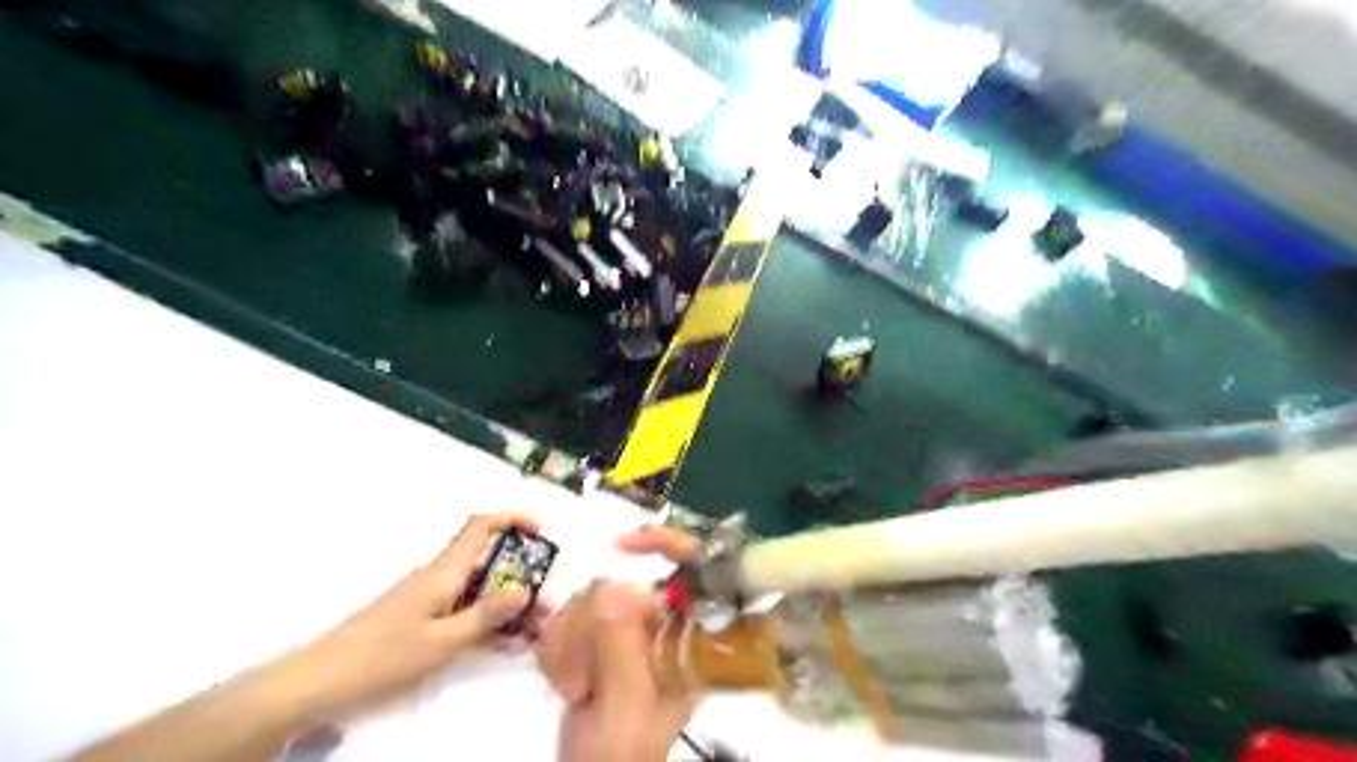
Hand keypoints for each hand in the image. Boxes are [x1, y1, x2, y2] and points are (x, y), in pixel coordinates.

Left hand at [273, 513, 549, 720]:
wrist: (322, 680)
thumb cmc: (385, 655)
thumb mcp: (444, 641)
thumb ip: (486, 615)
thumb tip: (525, 588)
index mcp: (445, 570)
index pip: (481, 526)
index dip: (511, 518)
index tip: (540, 530)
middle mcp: (440, 575)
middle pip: (486, 557)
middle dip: (520, 571)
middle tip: (544, 596)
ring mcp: (430, 596)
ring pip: (478, 585)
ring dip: (506, 599)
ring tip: (530, 625)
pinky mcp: (422, 616)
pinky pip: (464, 607)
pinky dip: (486, 617)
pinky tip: (501, 642)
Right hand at [537, 528, 699, 761]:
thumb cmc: (621, 755)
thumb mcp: (626, 708)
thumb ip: (622, 649)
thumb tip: (616, 588)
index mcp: (689, 638)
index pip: (694, 569)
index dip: (666, 542)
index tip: (620, 545)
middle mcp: (663, 627)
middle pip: (621, 583)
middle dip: (590, 626)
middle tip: (584, 680)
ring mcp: (630, 632)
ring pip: (589, 599)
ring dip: (570, 643)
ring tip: (576, 689)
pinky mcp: (600, 640)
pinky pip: (569, 617)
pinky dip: (557, 649)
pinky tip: (563, 683)